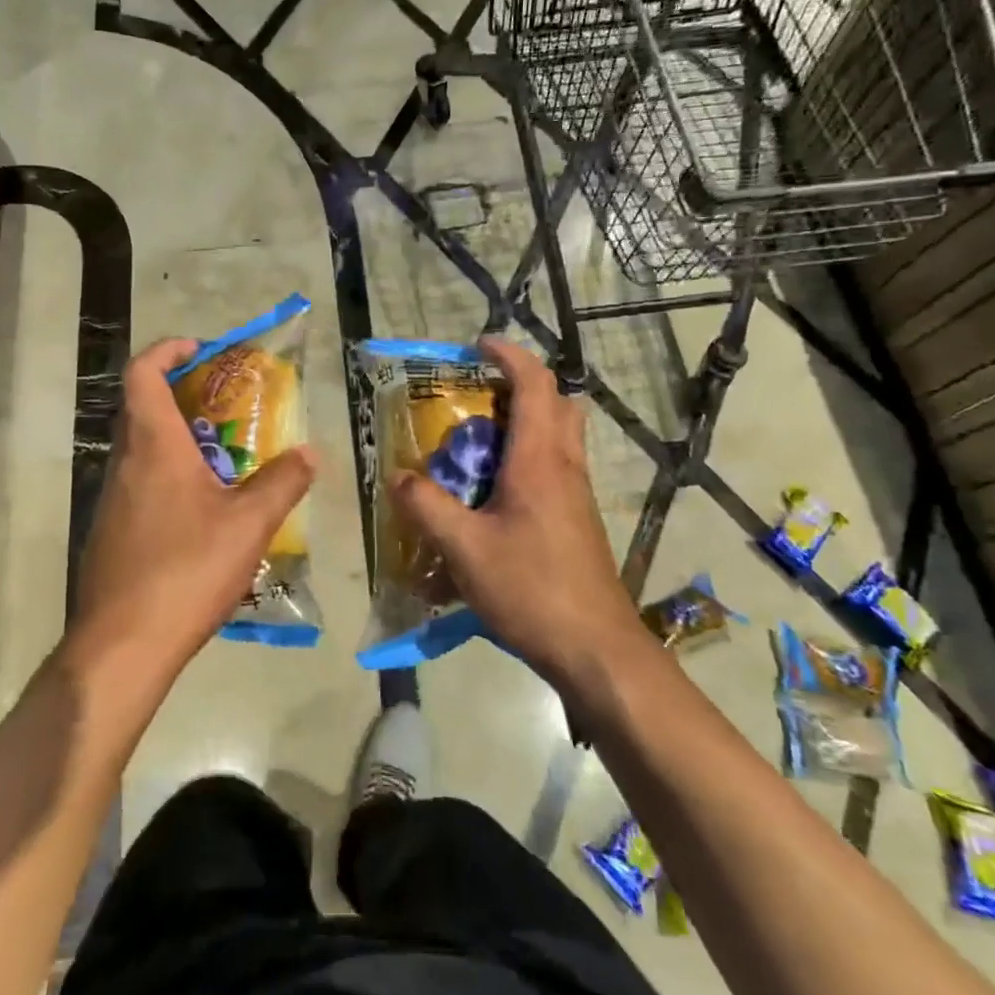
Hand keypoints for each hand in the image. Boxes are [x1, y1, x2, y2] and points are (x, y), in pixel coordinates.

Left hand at [72, 338, 317, 677]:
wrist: (122, 646)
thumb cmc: (186, 569)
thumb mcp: (249, 524)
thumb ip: (283, 482)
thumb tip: (309, 453)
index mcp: (153, 445)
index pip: (144, 372)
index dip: (168, 350)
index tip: (203, 352)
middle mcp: (125, 462)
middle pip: (144, 407)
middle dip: (186, 396)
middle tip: (230, 407)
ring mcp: (112, 499)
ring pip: (143, 449)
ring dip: (181, 440)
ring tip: (228, 460)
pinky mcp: (111, 531)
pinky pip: (141, 484)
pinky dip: (171, 477)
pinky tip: (205, 513)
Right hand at [390, 338, 639, 685]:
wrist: (597, 649)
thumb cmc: (532, 590)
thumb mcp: (465, 549)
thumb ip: (427, 508)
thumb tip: (398, 477)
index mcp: (540, 460)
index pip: (535, 384)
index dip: (509, 355)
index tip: (478, 345)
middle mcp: (565, 466)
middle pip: (557, 403)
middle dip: (520, 386)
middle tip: (477, 397)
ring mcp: (577, 494)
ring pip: (560, 435)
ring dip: (525, 422)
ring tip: (478, 444)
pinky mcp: (578, 520)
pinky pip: (556, 467)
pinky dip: (529, 458)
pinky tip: (494, 496)